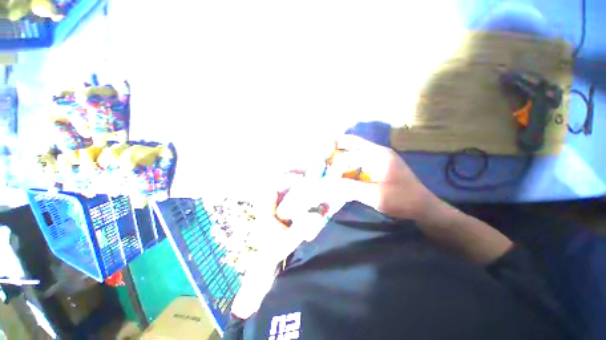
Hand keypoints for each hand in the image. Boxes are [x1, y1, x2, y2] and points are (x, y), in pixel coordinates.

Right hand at [325, 135, 435, 219]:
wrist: (424, 206)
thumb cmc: (401, 200)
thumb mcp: (375, 196)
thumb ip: (351, 188)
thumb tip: (330, 184)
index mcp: (378, 157)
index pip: (349, 157)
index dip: (336, 167)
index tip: (328, 179)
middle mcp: (378, 151)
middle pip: (353, 141)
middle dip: (336, 143)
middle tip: (322, 147)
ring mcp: (381, 156)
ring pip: (356, 147)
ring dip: (343, 150)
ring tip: (329, 154)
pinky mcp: (381, 163)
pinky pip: (361, 156)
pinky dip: (350, 159)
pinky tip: (344, 166)